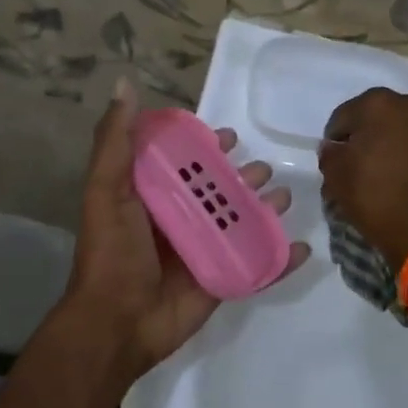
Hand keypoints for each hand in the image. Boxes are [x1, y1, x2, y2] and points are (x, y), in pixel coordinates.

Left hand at [65, 79, 310, 378]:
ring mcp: (203, 253)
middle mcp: (179, 222)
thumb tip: (124, 85)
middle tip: (264, 169)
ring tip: (285, 198)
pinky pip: (257, 267)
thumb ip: (115, 142)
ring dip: (266, 210)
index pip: (185, 165)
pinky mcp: (221, 281)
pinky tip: (301, 248)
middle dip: (243, 178)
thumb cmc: (112, 252)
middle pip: (220, 193)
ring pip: (242, 225)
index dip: (205, 148)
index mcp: (152, 199)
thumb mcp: (106, 190)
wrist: (118, 323)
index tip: (227, 136)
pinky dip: (281, 259)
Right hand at [319, 88, 407, 269]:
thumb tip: (335, 148)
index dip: (336, 141)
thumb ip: (330, 154)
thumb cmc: (378, 199)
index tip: (336, 163)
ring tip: (393, 177)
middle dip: (371, 138)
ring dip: (399, 146)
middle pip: (381, 119)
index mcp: (380, 104)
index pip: (344, 117)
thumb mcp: (336, 178)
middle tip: (364, 168)